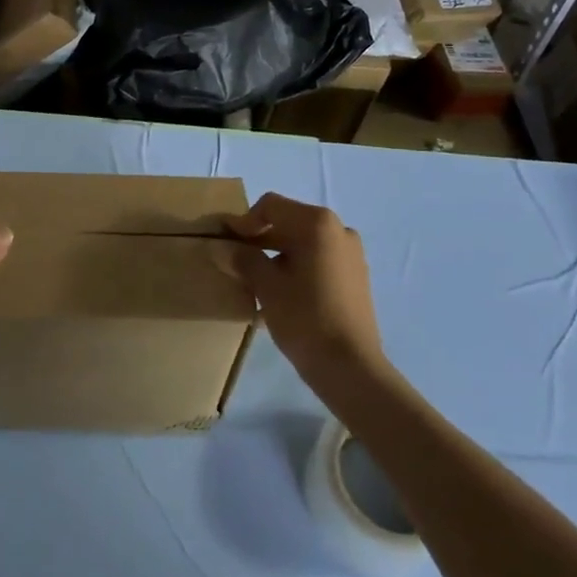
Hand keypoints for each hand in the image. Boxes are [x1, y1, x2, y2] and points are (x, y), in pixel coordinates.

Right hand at [222, 194, 385, 389]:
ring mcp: (351, 253)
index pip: (271, 207)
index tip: (225, 242)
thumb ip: (243, 260)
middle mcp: (339, 229)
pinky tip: (281, 293)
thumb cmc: (305, 318)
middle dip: (260, 239)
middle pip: (288, 222)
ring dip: (276, 255)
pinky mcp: (356, 276)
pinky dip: (297, 267)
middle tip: (236, 260)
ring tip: (255, 280)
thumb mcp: (267, 287)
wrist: (351, 368)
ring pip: (303, 243)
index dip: (243, 222)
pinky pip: (318, 259)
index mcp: (317, 223)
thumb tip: (220, 248)